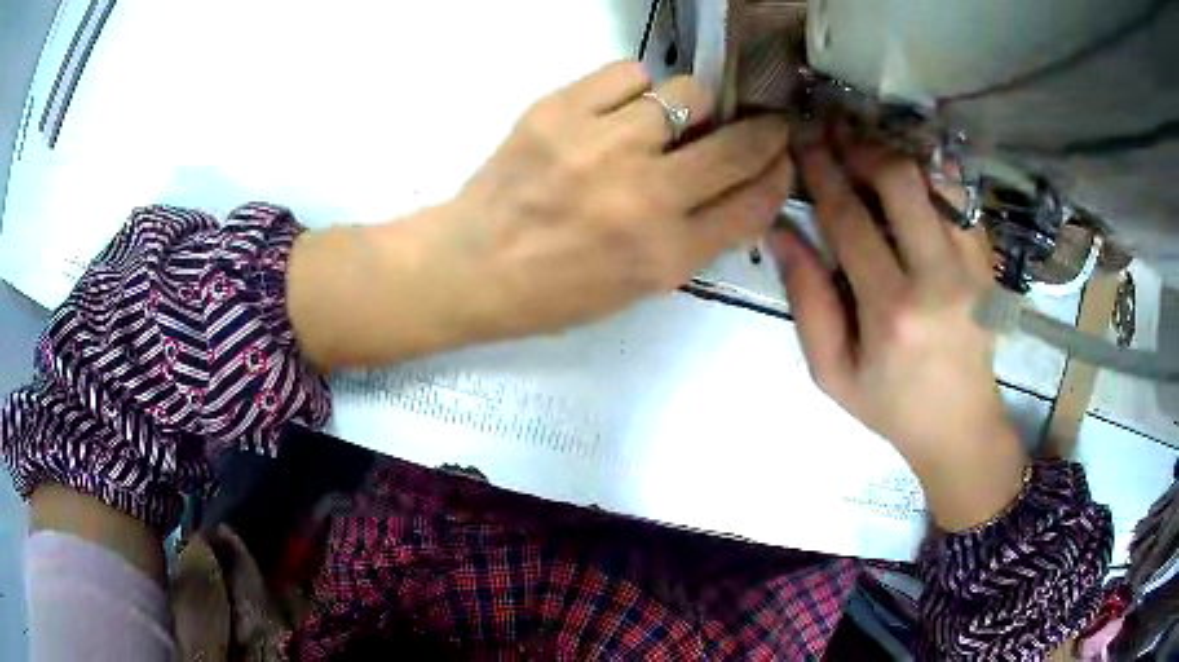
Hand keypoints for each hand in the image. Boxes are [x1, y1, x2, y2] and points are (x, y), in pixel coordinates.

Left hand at [289, 61, 793, 368]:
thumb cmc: (555, 290)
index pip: (755, 201)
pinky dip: (636, 88)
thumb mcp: (640, 286)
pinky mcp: (558, 111)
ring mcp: (601, 148)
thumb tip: (740, 181)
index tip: (779, 157)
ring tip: (664, 123)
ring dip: (690, 107)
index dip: (779, 173)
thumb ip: (697, 236)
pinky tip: (619, 109)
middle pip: (739, 144)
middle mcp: (645, 198)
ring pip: (688, 94)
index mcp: (667, 255)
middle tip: (758, 124)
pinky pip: (630, 73)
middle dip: (764, 130)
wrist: (471, 267)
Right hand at [769, 140, 1027, 530]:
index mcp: (892, 310)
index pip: (849, 217)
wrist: (961, 426)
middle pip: (900, 180)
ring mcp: (972, 267)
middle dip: (860, 146)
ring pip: (936, 180)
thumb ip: (807, 299)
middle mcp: (939, 278)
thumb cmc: (890, 406)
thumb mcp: (831, 371)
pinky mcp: (989, 265)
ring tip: (867, 148)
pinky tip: (908, 175)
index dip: (820, 170)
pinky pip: (961, 200)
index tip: (800, 139)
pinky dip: (931, 176)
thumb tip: (781, 230)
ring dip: (897, 155)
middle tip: (834, 133)